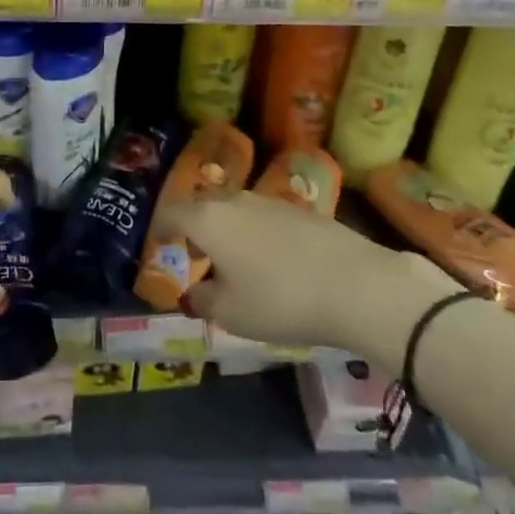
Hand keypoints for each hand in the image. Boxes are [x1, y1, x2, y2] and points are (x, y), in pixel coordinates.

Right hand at [170, 193, 459, 356]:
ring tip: (233, 259)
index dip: (160, 228)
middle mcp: (234, 201)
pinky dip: (255, 234)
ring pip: (235, 210)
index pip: (172, 214)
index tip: (157, 243)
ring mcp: (270, 201)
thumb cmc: (280, 300)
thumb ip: (203, 300)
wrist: (356, 284)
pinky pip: (263, 218)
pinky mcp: (301, 210)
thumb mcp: (231, 313)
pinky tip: (270, 260)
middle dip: (194, 227)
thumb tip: (195, 292)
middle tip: (194, 252)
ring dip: (227, 229)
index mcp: (208, 220)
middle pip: (203, 206)